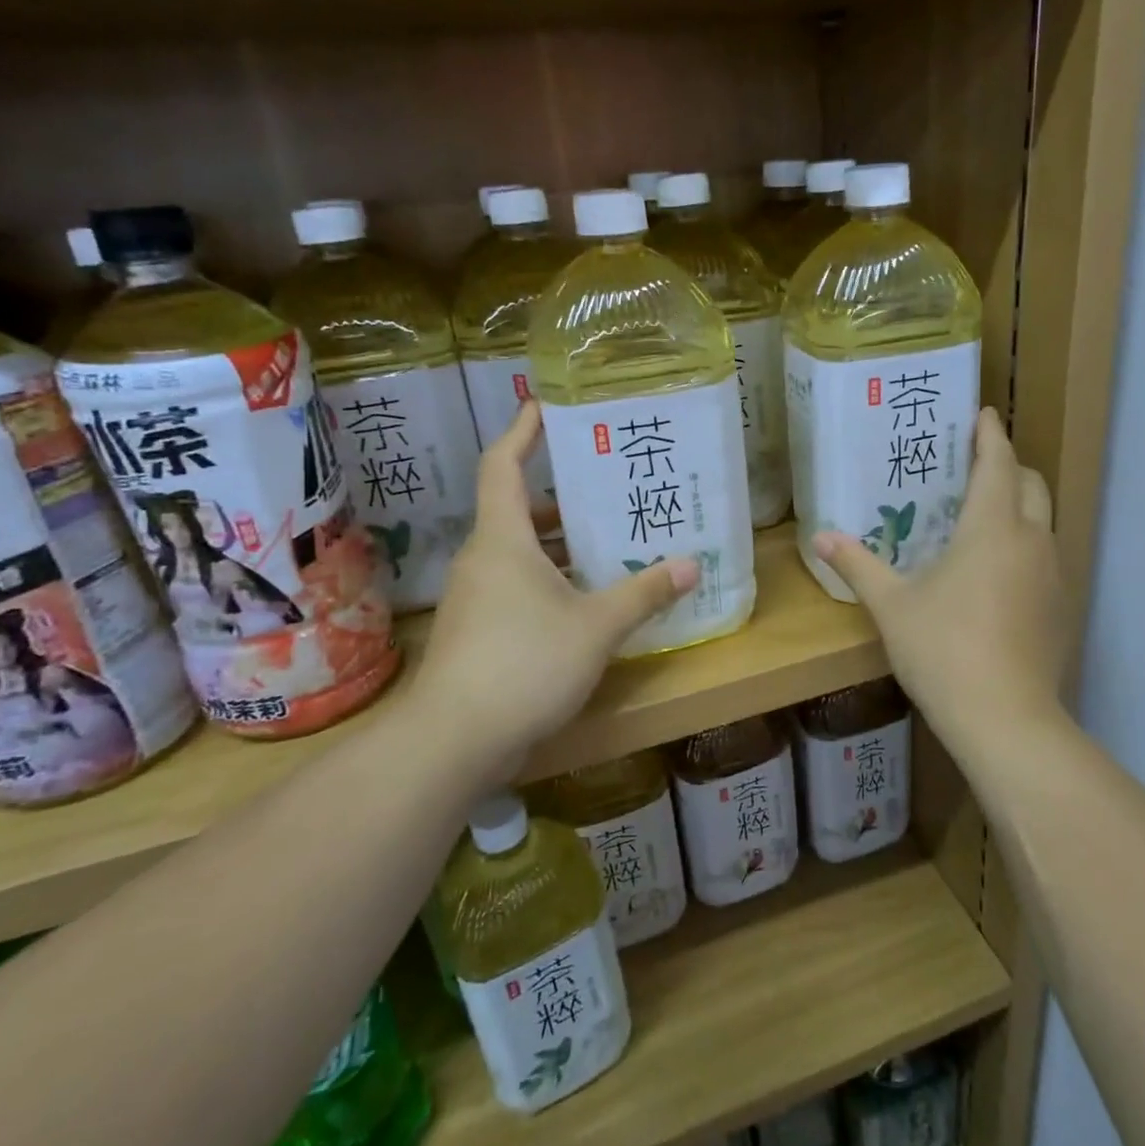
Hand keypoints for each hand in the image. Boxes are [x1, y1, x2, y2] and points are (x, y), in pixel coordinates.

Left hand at [409, 400, 696, 774]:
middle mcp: (484, 559)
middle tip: (608, 485)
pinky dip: (552, 580)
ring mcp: (477, 597)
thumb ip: (644, 592)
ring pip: (521, 553)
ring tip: (610, 539)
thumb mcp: (596, 625)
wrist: (454, 740)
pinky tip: (589, 599)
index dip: (523, 431)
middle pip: (518, 509)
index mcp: (503, 539)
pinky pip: (519, 587)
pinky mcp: (480, 631)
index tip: (545, 404)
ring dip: (561, 544)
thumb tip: (690, 566)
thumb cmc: (525, 663)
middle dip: (562, 496)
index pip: (503, 465)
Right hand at [813, 409, 1068, 745]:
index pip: (997, 463)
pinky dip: (1026, 545)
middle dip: (1008, 467)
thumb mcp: (892, 606)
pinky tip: (997, 573)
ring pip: (1044, 521)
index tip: (982, 414)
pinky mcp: (1061, 607)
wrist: (1005, 719)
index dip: (990, 435)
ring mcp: (1053, 575)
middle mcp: (1032, 540)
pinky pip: (1046, 556)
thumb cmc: (943, 649)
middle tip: (975, 467)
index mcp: (992, 527)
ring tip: (983, 517)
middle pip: (1031, 484)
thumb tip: (821, 537)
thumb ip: (858, 565)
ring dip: (1020, 507)